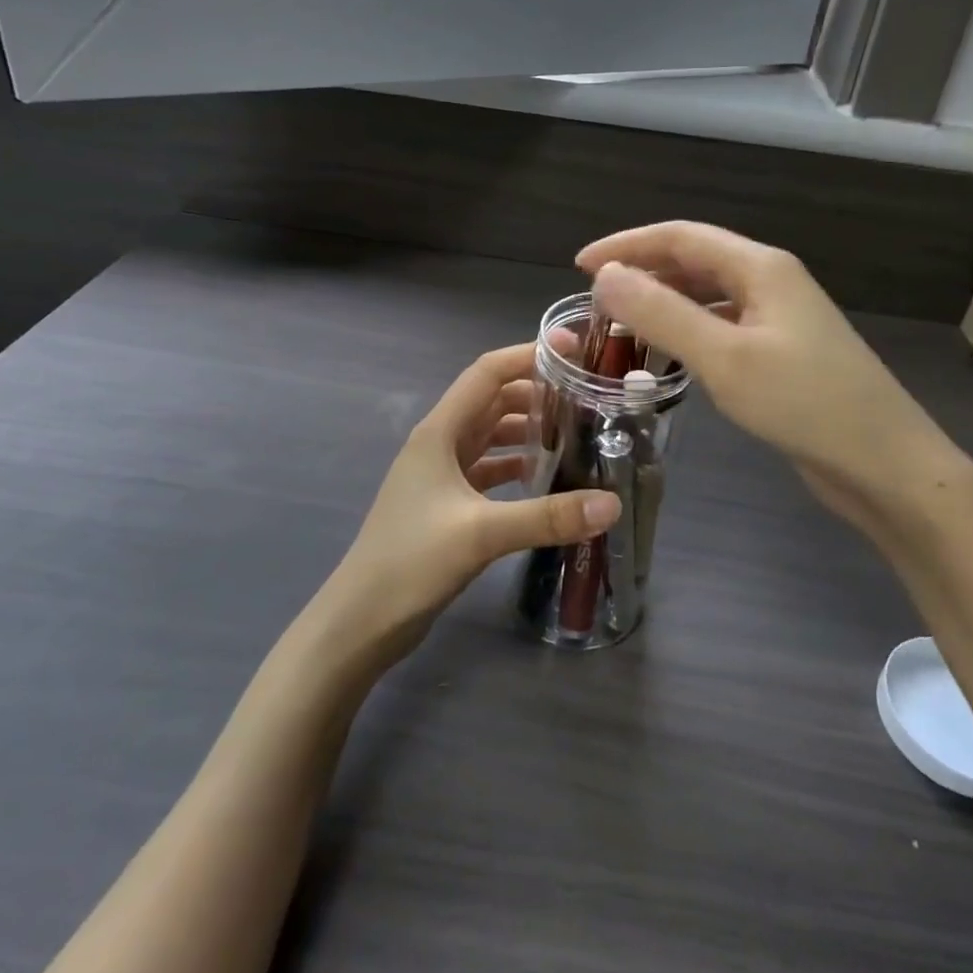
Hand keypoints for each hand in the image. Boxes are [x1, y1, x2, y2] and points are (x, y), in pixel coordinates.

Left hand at [319, 342, 620, 666]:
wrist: (361, 622)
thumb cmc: (411, 562)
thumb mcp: (481, 534)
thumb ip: (547, 516)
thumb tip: (612, 503)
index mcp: (440, 432)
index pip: (487, 373)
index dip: (527, 355)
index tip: (573, 350)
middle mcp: (440, 443)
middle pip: (493, 401)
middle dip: (537, 392)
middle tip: (588, 396)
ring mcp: (442, 474)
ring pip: (492, 436)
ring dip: (529, 430)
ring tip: (577, 432)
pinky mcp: (447, 504)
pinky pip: (489, 469)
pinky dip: (517, 466)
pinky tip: (547, 478)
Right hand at [577, 222, 961, 527]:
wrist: (885, 465)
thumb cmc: (805, 404)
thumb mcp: (724, 357)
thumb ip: (662, 314)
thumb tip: (605, 277)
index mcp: (761, 267)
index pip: (680, 237)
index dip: (627, 246)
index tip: (578, 267)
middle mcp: (771, 282)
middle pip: (695, 261)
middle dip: (643, 272)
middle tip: (594, 301)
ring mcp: (780, 319)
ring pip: (708, 295)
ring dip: (664, 302)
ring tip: (621, 324)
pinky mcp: (782, 353)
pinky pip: (722, 327)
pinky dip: (687, 332)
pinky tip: (667, 356)